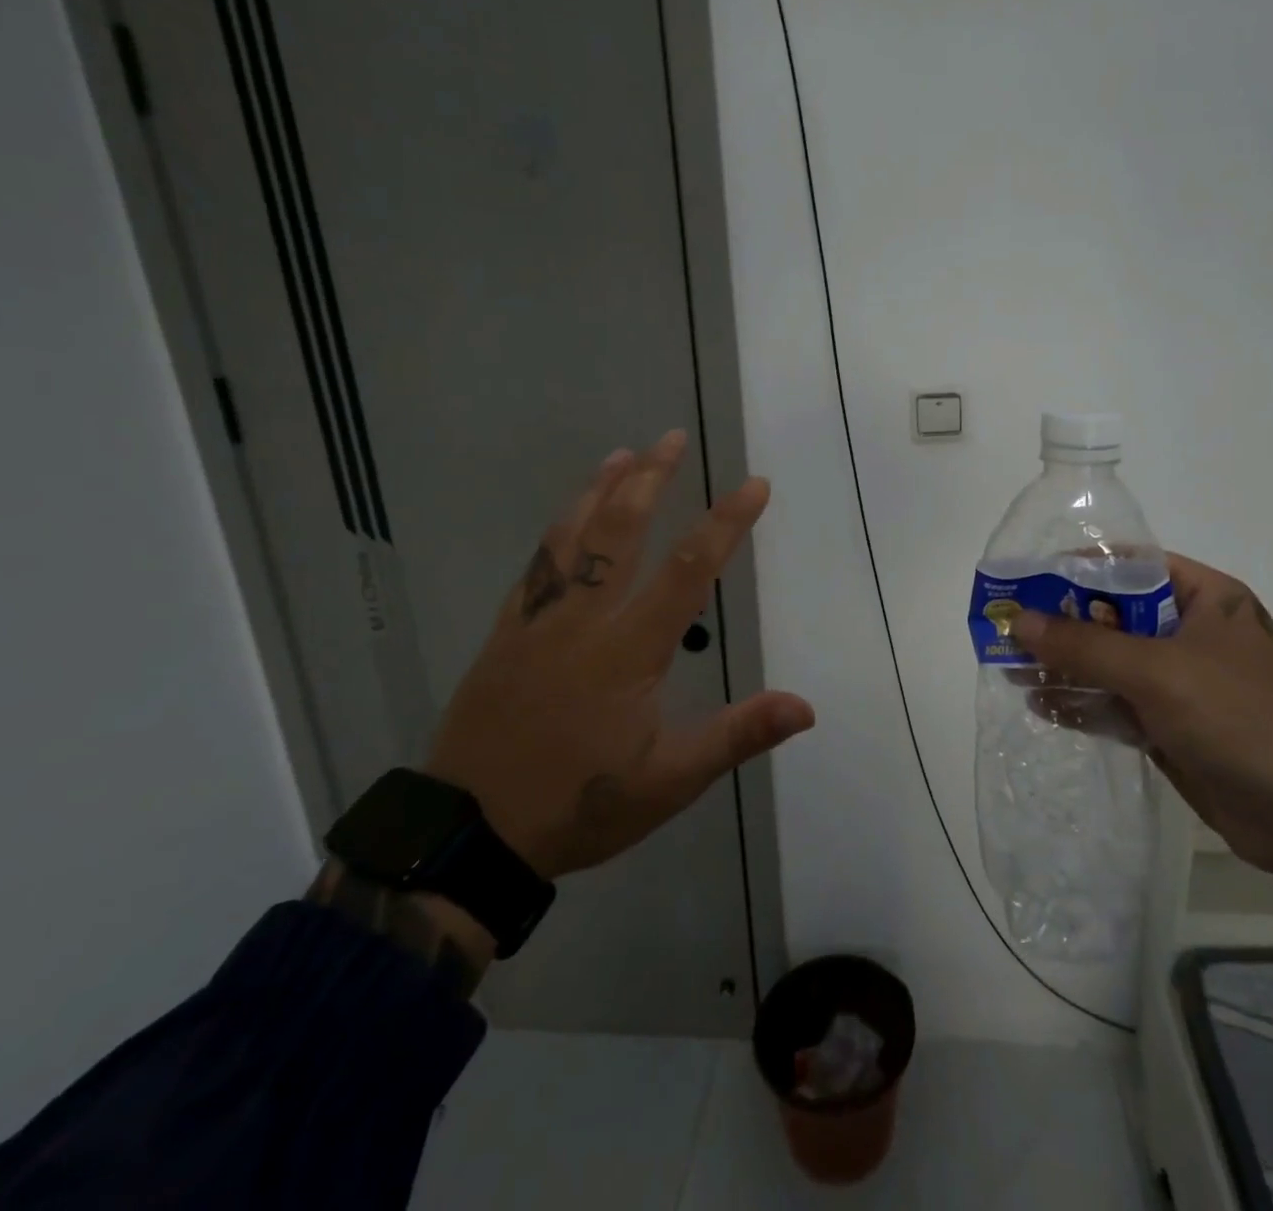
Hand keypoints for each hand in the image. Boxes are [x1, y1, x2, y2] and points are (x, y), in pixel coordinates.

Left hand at [423, 430, 814, 879]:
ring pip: (571, 538)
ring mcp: (538, 621)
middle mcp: (585, 618)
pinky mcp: (506, 633)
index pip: (690, 568)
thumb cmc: (578, 804)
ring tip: (621, 455)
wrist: (467, 834)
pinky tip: (565, 520)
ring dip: (600, 490)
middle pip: (621, 531)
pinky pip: (535, 566)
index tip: (754, 485)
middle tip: (672, 438)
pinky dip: (556, 531)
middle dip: (652, 480)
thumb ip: (736, 736)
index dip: (726, 522)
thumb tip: (805, 707)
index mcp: (629, 648)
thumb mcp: (669, 781)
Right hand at [1013, 553, 1272, 874]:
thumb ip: (1086, 645)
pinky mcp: (1172, 727)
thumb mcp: (1159, 671)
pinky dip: (1081, 704)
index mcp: (1203, 597)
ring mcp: (1181, 683)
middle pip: (1113, 617)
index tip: (1025, 580)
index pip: (1129, 566)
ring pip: (1109, 664)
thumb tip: (1019, 620)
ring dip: (1064, 666)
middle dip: (1061, 624)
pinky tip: (1041, 704)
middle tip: (1006, 630)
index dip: (1076, 570)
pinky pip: (1116, 705)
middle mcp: (1190, 632)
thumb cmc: (1242, 717)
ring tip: (1009, 668)